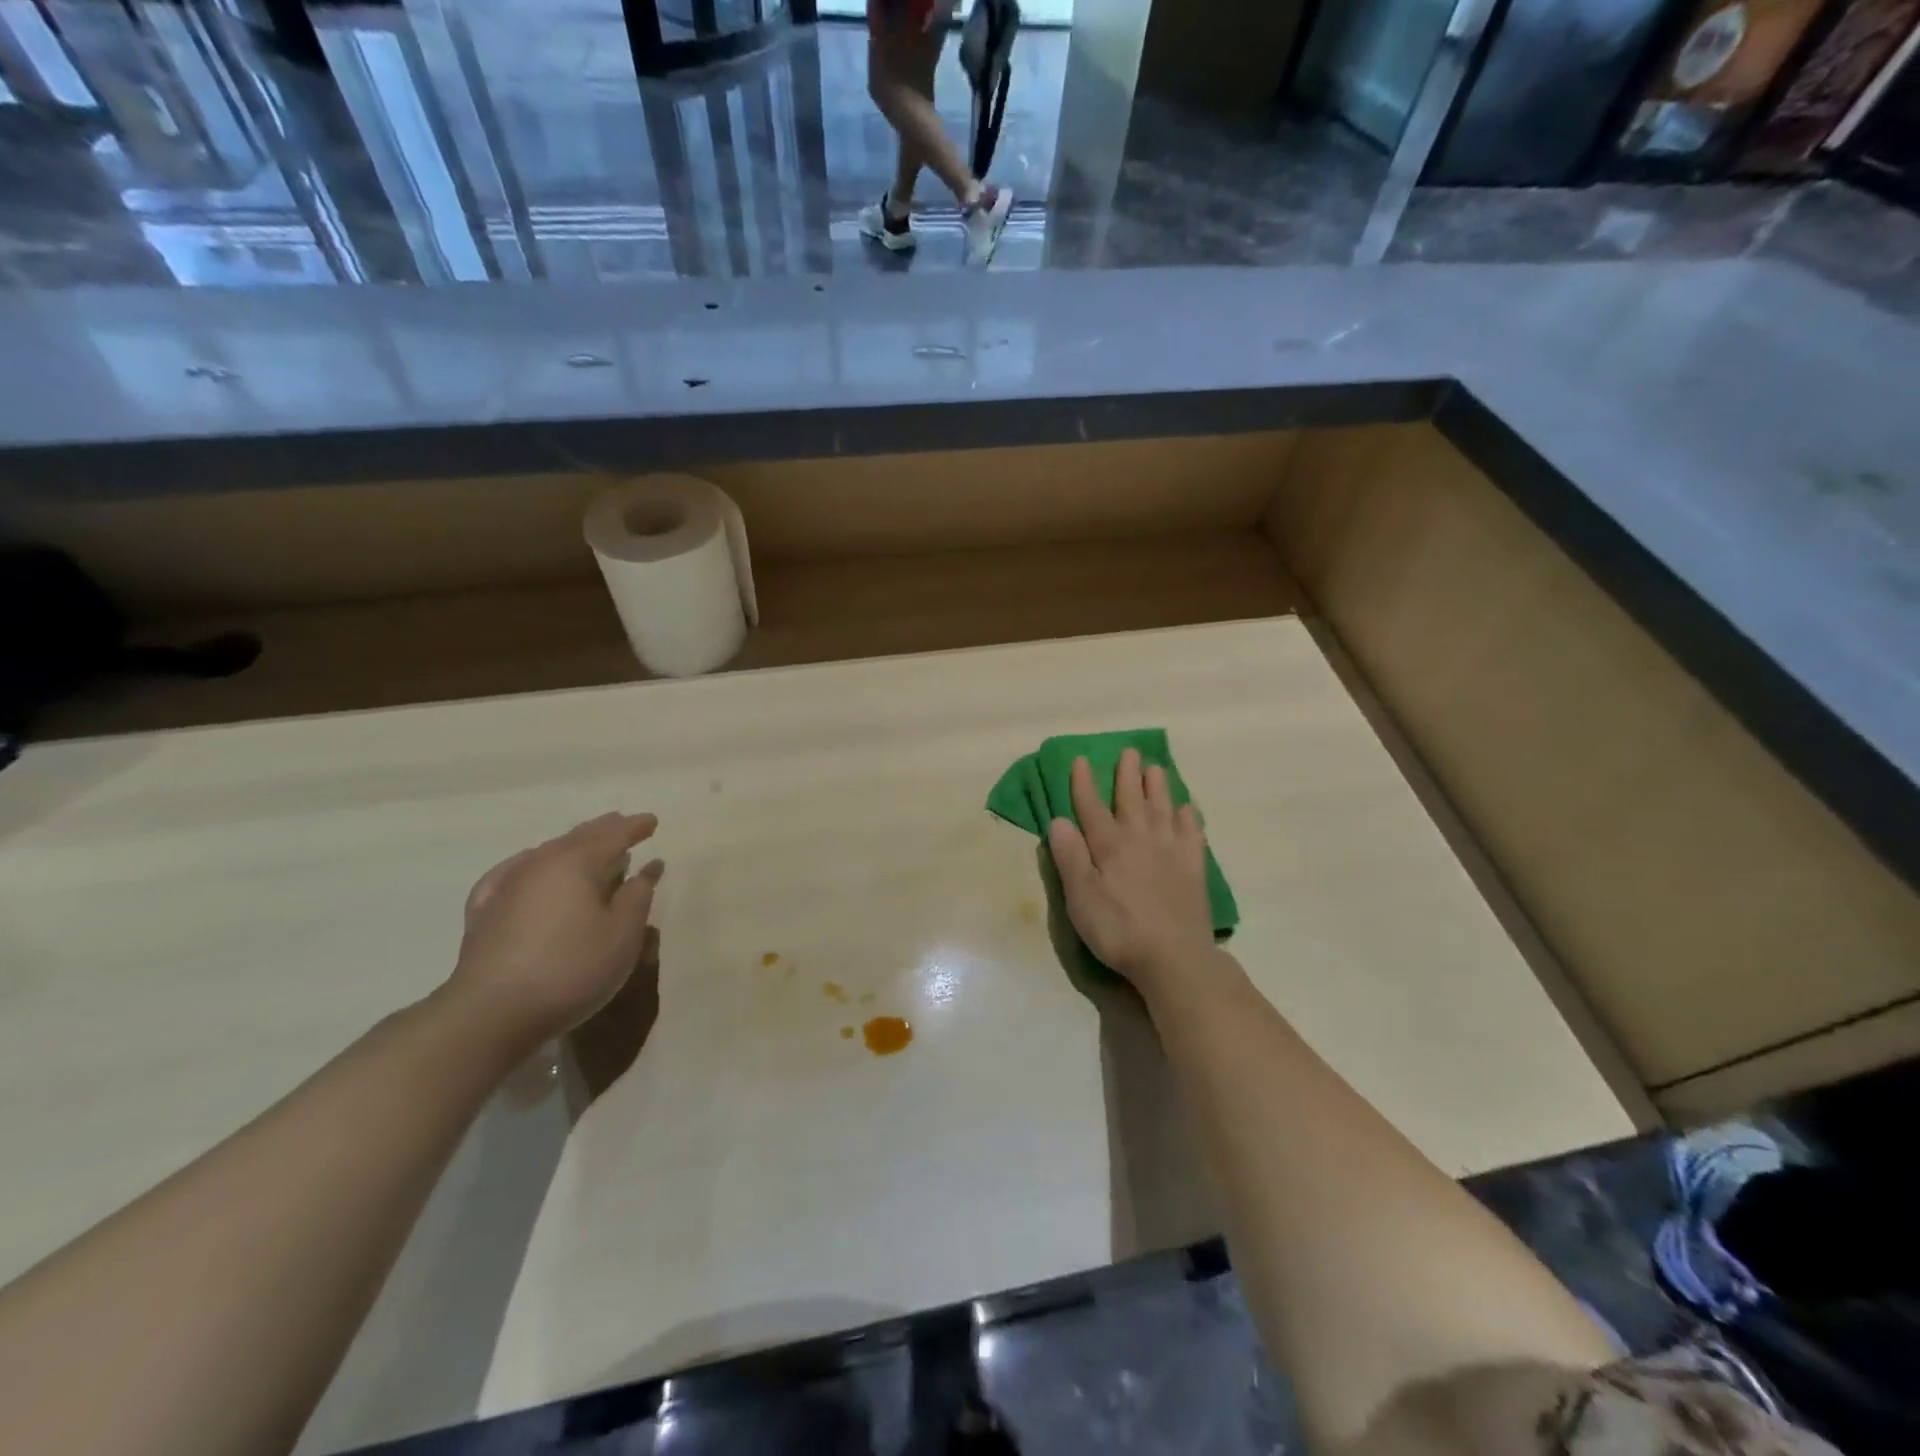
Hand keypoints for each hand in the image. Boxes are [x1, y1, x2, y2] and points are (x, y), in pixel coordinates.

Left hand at [444, 812, 664, 1050]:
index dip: (634, 827)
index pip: (612, 835)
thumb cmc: (569, 970)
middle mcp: (539, 864)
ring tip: (586, 847)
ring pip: (545, 853)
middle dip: (603, 829)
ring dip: (571, 846)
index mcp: (576, 863)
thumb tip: (647, 868)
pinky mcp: (484, 912)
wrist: (490, 1014)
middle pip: (577, 837)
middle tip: (622, 823)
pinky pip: (512, 873)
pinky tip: (526, 869)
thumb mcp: (622, 936)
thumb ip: (637, 897)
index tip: (652, 821)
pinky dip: (530, 865)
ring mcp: (506, 886)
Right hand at [1046, 749, 1215, 991]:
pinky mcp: (1194, 868)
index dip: (1084, 783)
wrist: (1174, 957)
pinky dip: (1189, 817)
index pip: (1092, 806)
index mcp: (1109, 846)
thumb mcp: (1080, 899)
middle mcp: (1140, 839)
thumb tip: (1058, 820)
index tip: (1081, 759)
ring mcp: (1171, 851)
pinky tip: (1188, 808)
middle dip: (1127, 774)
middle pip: (1132, 799)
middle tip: (1129, 751)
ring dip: (1159, 786)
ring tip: (1156, 767)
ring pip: (1164, 808)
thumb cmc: (1118, 930)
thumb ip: (1070, 858)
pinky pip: (1193, 833)